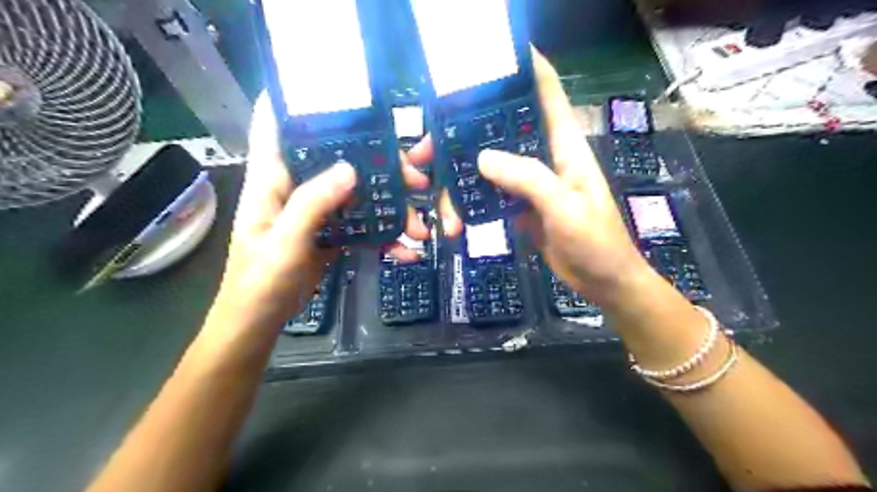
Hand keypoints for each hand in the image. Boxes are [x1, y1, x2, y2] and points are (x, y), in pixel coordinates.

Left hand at [214, 91, 430, 328]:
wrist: (260, 321)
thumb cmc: (259, 281)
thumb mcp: (283, 242)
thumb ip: (313, 204)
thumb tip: (352, 169)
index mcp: (273, 179)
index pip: (278, 124)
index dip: (299, 99)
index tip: (339, 90)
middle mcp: (297, 186)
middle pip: (340, 159)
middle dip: (380, 165)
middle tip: (416, 178)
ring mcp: (318, 210)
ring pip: (359, 193)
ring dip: (391, 205)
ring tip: (419, 225)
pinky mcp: (332, 232)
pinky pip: (362, 224)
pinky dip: (385, 235)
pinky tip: (406, 250)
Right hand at [430, 48, 649, 305]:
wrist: (602, 281)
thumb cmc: (596, 242)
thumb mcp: (565, 209)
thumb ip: (528, 180)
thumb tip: (482, 158)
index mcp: (564, 146)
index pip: (546, 92)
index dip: (523, 67)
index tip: (488, 58)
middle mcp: (543, 156)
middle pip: (499, 131)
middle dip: (461, 135)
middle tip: (424, 153)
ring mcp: (529, 182)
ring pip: (487, 166)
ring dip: (460, 181)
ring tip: (441, 210)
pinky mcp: (520, 205)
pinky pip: (489, 194)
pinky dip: (470, 204)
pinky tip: (455, 220)